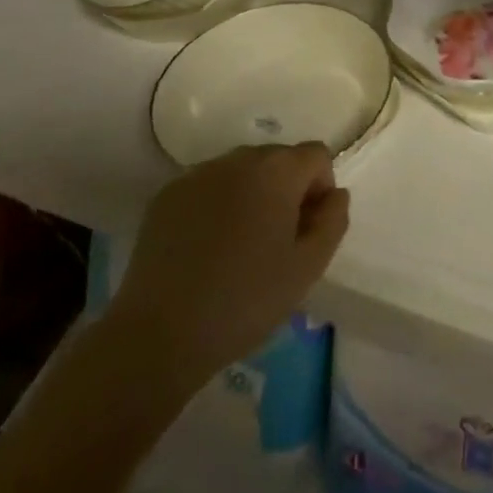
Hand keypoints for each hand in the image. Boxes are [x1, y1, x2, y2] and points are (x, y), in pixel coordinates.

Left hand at [108, 144, 349, 386]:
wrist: (158, 336)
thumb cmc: (245, 300)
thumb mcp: (308, 268)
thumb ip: (333, 221)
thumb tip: (335, 194)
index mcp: (277, 170)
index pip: (317, 156)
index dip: (320, 189)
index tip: (307, 230)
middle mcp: (239, 158)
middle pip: (278, 159)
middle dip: (286, 190)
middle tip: (275, 242)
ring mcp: (198, 173)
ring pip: (241, 172)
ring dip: (251, 195)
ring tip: (238, 247)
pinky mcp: (167, 195)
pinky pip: (207, 187)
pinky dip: (215, 205)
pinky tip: (206, 248)